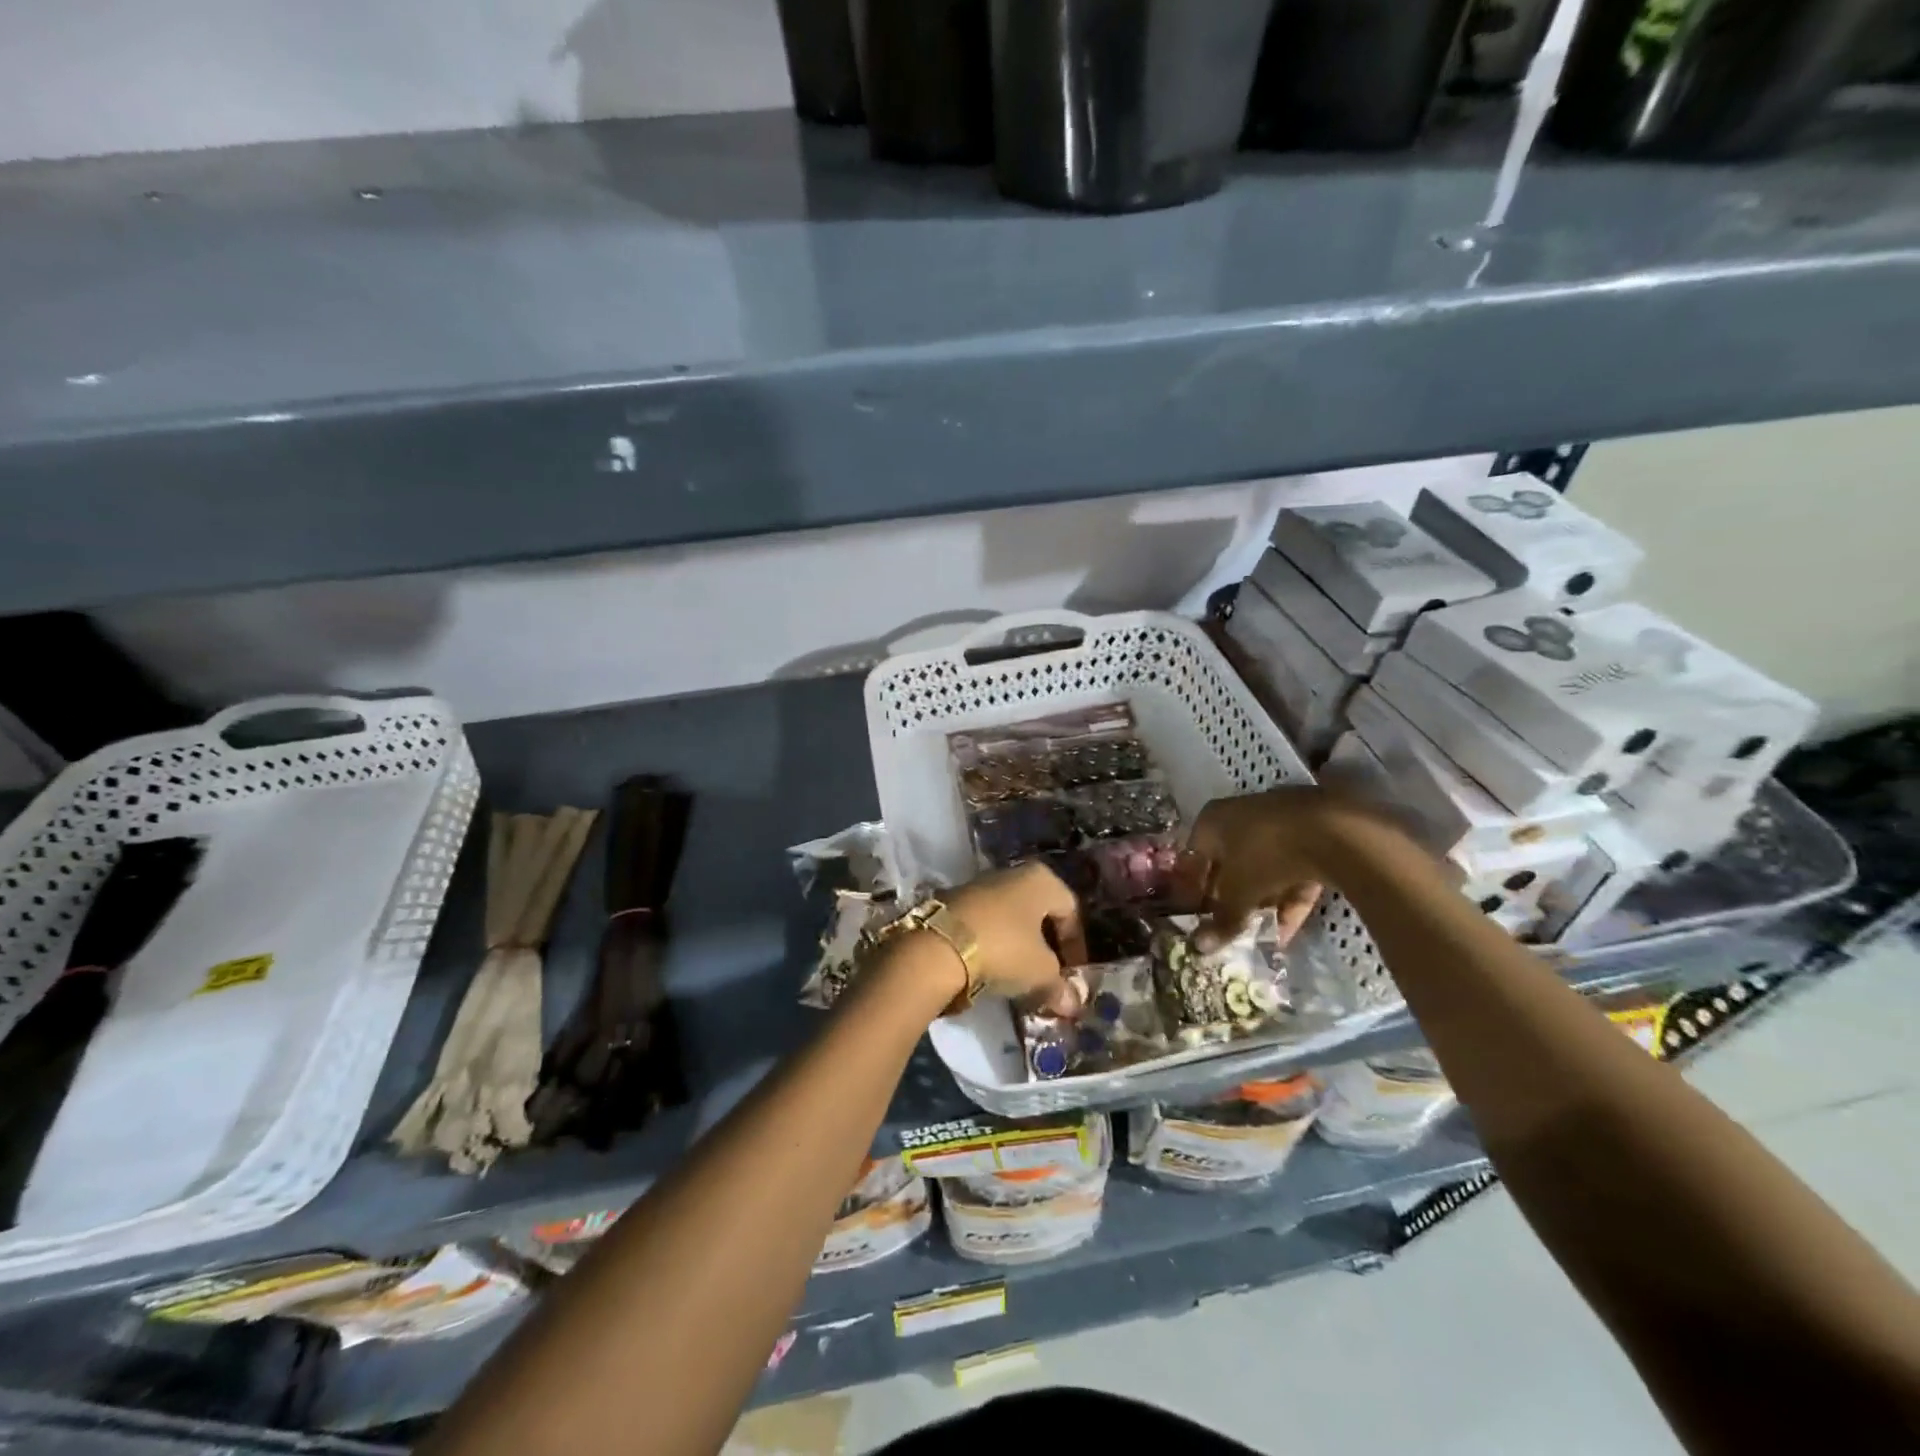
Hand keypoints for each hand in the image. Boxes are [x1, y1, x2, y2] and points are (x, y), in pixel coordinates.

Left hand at [945, 863, 1086, 1016]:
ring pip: (1010, 917)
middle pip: (1039, 912)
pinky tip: (991, 969)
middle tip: (1049, 976)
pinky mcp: (953, 902)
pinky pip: (985, 923)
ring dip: (1019, 946)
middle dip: (1047, 946)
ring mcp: (979, 885)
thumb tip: (1072, 1004)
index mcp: (1041, 879)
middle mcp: (1012, 873)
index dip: (1076, 945)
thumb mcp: (1041, 973)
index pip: (1071, 910)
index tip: (1072, 975)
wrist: (937, 947)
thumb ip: (1060, 987)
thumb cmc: (1004, 949)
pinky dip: (993, 944)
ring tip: (1020, 978)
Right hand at [1187, 787, 1368, 949]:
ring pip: (1263, 869)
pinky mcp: (1312, 836)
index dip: (1194, 889)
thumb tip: (1200, 947)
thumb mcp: (1239, 892)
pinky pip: (1293, 871)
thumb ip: (1221, 920)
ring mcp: (1279, 823)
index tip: (1196, 917)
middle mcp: (1241, 816)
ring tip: (1258, 937)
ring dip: (1261, 904)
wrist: (1333, 830)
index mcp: (1213, 819)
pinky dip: (1289, 900)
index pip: (1195, 857)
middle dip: (1230, 899)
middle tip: (1227, 929)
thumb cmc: (1265, 853)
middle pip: (1230, 864)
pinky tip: (1287, 932)